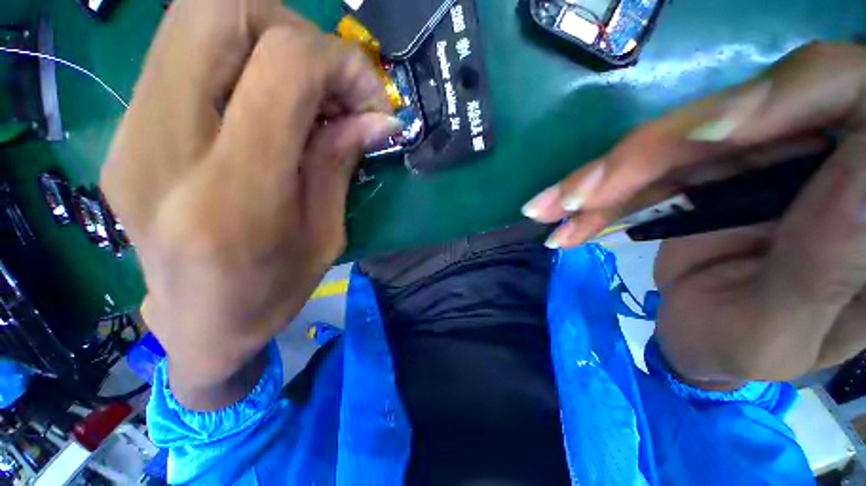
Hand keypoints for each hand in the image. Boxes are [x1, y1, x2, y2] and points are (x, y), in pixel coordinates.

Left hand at [102, 0, 399, 408]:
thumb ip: (341, 163)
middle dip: (294, 30)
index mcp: (234, 194)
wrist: (197, 325)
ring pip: (194, 19)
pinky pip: (184, 55)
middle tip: (331, 82)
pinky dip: (240, 59)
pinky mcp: (125, 131)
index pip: (283, 66)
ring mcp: (131, 134)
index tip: (371, 100)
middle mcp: (165, 148)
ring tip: (304, 92)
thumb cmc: (272, 293)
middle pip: (218, 11)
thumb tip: (378, 118)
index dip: (340, 64)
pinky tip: (266, 105)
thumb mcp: (327, 236)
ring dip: (266, 38)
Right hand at [523, 42, 865, 384]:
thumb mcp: (797, 330)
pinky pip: (640, 173)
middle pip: (727, 117)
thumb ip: (829, 257)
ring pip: (665, 146)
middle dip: (644, 157)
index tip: (710, 136)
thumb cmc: (761, 351)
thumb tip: (835, 162)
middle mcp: (806, 151)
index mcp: (860, 181)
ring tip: (549, 210)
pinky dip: (600, 196)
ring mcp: (742, 159)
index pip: (841, 92)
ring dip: (601, 180)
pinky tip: (564, 218)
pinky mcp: (691, 175)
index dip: (780, 96)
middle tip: (578, 197)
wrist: (716, 348)